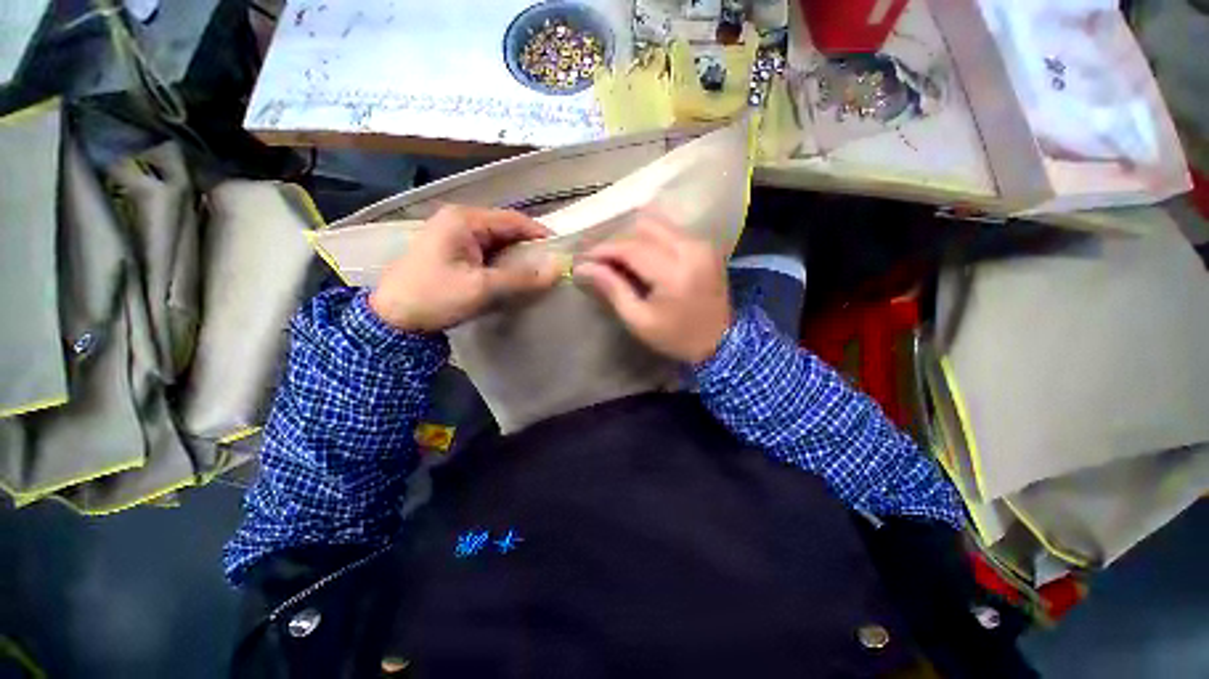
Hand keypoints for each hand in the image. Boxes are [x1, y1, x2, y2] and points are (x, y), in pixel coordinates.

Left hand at [369, 205, 560, 331]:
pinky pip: (488, 255)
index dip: (540, 235)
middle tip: (552, 269)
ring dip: (518, 259)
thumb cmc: (435, 297)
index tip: (562, 253)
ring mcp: (455, 237)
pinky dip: (504, 266)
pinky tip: (515, 280)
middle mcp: (460, 221)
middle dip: (530, 249)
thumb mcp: (482, 288)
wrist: (392, 320)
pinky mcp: (453, 254)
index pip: (513, 220)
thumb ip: (522, 278)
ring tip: (539, 276)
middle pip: (506, 230)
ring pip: (498, 244)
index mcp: (464, 219)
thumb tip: (558, 268)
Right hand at [575, 213, 731, 363]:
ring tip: (618, 258)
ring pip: (657, 224)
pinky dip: (650, 239)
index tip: (584, 258)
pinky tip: (640, 256)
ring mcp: (701, 244)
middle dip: (617, 240)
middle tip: (601, 259)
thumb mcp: (639, 320)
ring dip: (633, 237)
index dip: (603, 249)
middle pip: (644, 227)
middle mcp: (690, 249)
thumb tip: (584, 267)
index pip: (631, 248)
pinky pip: (670, 230)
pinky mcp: (705, 245)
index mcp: (674, 273)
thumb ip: (613, 289)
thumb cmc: (677, 338)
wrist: (722, 342)